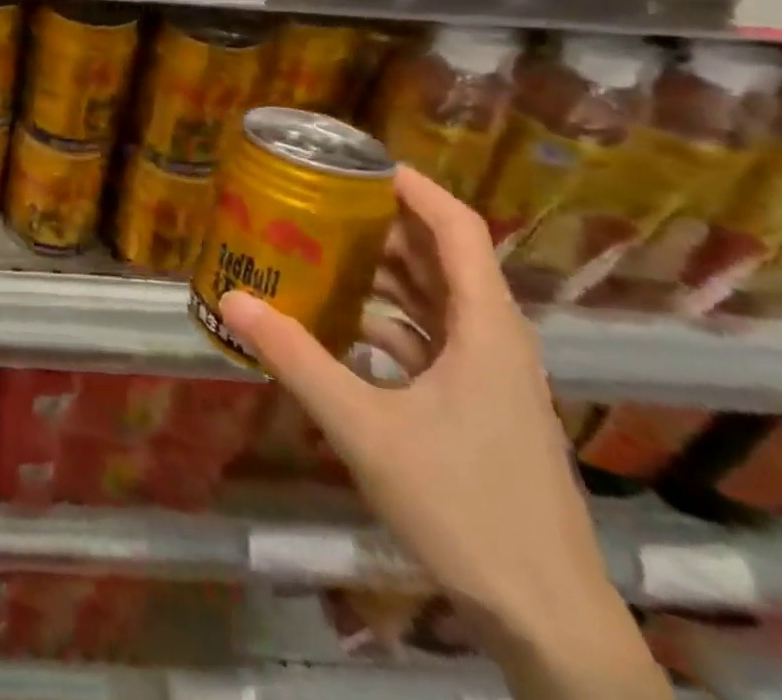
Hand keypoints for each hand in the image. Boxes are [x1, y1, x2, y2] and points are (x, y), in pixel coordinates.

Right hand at [219, 168, 622, 659]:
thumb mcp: (365, 428)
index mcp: (487, 327)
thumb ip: (296, 359)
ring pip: (439, 299)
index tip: (360, 161)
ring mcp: (494, 377)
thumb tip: (233, 298)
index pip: (459, 227)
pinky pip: (434, 338)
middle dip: (387, 222)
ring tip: (324, 248)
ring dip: (387, 271)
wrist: (549, 620)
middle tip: (323, 200)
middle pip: (445, 256)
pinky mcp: (483, 408)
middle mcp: (497, 339)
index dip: (414, 185)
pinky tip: (344, 325)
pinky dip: (391, 319)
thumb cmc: (465, 507)